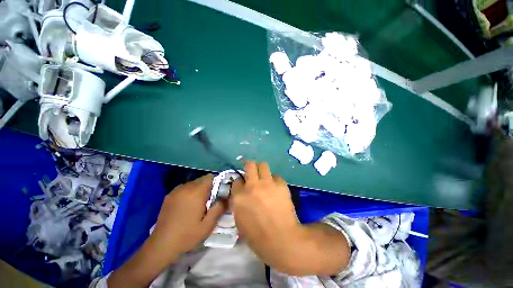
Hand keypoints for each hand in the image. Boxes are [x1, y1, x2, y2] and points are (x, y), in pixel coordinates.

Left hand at [152, 174, 227, 254]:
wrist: (161, 244)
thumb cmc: (187, 235)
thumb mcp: (208, 225)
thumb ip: (219, 208)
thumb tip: (227, 197)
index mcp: (196, 192)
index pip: (209, 177)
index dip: (216, 182)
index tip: (218, 192)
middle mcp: (186, 187)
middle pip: (201, 179)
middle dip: (208, 186)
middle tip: (209, 200)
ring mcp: (176, 191)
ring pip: (193, 183)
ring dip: (198, 189)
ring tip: (198, 203)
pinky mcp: (169, 195)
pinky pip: (184, 188)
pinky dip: (189, 192)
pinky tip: (187, 205)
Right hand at [231, 161, 349, 275]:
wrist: (282, 240)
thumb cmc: (258, 237)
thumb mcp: (240, 221)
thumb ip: (238, 204)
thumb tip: (240, 194)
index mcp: (239, 197)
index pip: (236, 181)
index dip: (239, 182)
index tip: (242, 185)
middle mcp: (252, 186)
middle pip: (249, 165)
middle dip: (249, 165)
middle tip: (252, 170)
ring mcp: (267, 183)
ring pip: (263, 165)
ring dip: (262, 169)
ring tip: (264, 176)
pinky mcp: (281, 184)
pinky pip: (276, 176)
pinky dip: (275, 180)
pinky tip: (276, 188)